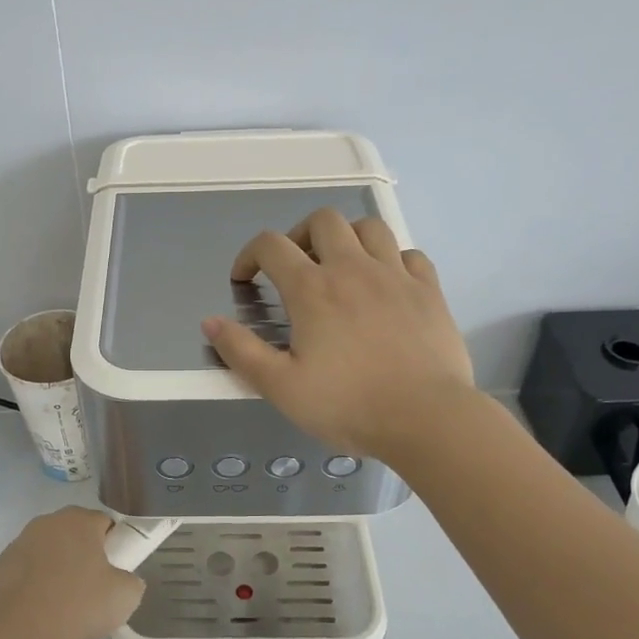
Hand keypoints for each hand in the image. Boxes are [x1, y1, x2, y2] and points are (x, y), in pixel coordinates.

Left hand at [0, 507, 145, 638]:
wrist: (16, 631)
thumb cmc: (77, 604)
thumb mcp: (125, 597)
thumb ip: (131, 581)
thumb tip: (123, 581)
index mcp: (79, 520)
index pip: (104, 523)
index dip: (114, 546)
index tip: (114, 572)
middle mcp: (46, 523)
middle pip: (73, 535)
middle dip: (82, 556)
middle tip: (91, 589)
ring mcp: (17, 544)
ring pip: (46, 553)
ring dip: (55, 571)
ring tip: (61, 607)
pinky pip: (23, 574)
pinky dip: (31, 587)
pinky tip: (36, 613)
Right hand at [203, 208, 475, 461]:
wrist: (426, 418)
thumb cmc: (347, 405)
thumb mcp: (281, 387)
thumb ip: (241, 351)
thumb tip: (209, 322)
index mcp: (312, 289)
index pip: (271, 245)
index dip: (249, 255)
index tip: (245, 280)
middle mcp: (353, 268)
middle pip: (323, 220)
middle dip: (300, 234)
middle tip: (295, 267)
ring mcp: (396, 275)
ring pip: (369, 227)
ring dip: (347, 237)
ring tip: (340, 266)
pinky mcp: (429, 290)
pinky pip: (409, 254)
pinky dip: (391, 259)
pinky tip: (385, 283)